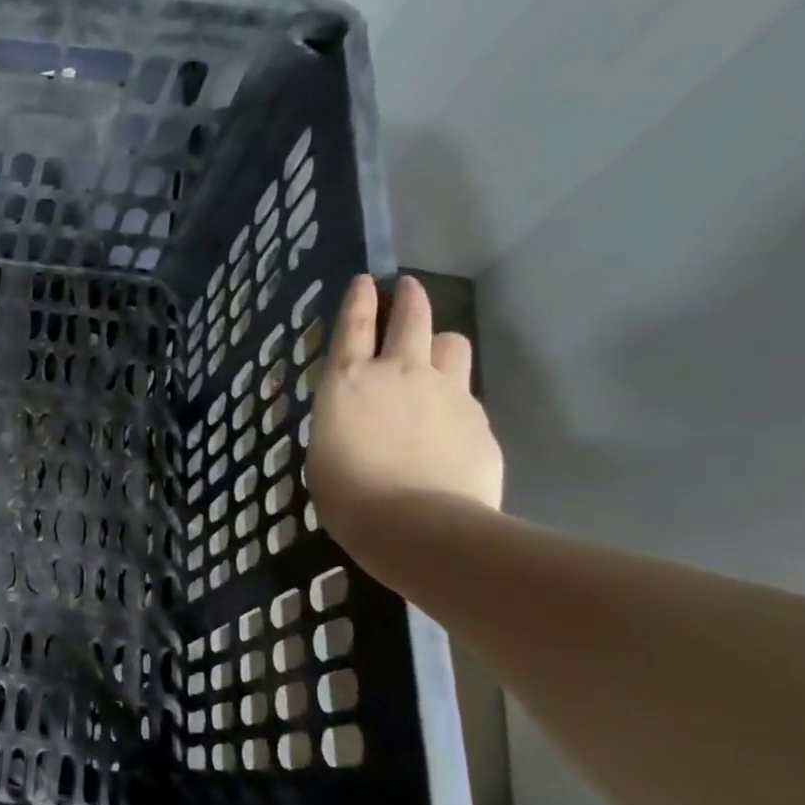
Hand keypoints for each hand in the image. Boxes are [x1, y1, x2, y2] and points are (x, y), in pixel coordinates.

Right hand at [304, 275, 502, 551]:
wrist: (416, 523)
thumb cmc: (347, 492)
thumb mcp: (325, 449)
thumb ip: (347, 419)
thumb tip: (363, 417)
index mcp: (349, 381)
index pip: (354, 326)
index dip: (360, 300)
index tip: (367, 280)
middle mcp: (400, 373)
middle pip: (412, 319)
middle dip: (410, 299)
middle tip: (409, 289)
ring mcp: (447, 392)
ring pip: (453, 345)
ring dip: (441, 344)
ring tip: (435, 355)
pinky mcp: (479, 419)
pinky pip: (467, 395)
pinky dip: (456, 399)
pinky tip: (448, 425)